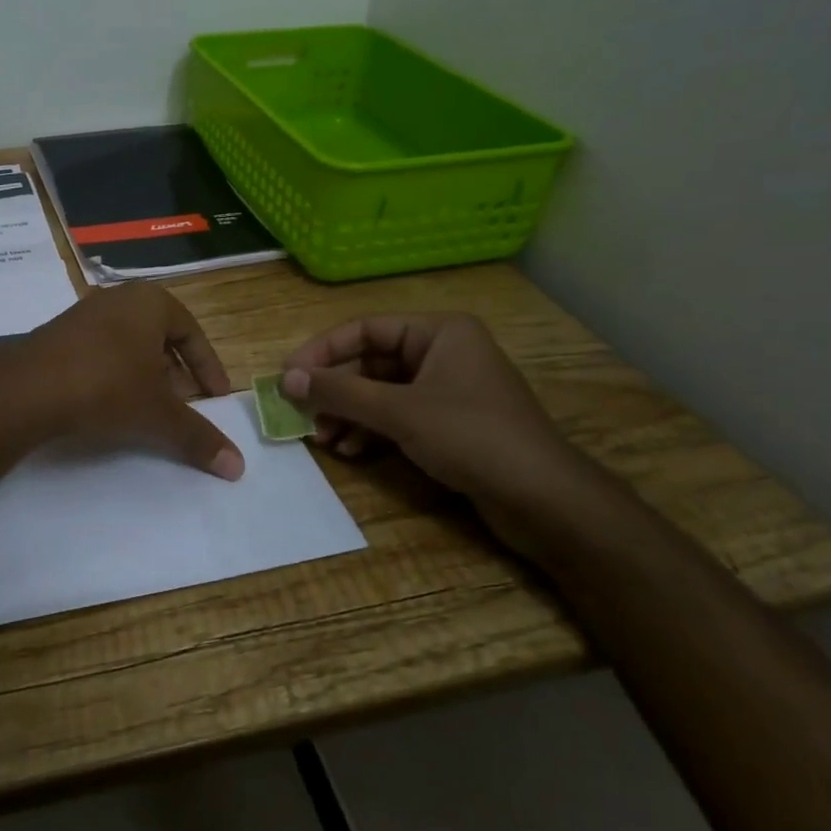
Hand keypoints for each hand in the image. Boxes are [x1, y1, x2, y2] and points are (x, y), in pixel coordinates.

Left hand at [0, 284, 244, 479]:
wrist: (25, 389)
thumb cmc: (106, 386)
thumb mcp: (158, 413)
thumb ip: (198, 436)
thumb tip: (239, 467)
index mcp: (150, 301)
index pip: (193, 333)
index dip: (208, 368)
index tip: (217, 398)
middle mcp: (118, 299)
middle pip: (160, 337)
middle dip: (176, 374)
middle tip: (185, 406)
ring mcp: (83, 314)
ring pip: (129, 346)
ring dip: (145, 377)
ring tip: (150, 411)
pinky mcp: (57, 335)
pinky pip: (100, 352)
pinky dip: (115, 376)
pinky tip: (110, 405)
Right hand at [280, 313, 593, 526]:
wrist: (545, 500)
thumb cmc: (472, 437)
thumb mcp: (399, 412)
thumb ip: (340, 392)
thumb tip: (285, 379)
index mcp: (439, 332)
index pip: (364, 329)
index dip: (321, 352)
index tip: (287, 378)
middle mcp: (442, 352)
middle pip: (370, 363)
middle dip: (335, 392)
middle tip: (302, 415)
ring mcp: (448, 389)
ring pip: (381, 393)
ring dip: (349, 414)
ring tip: (323, 440)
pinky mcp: (450, 423)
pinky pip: (398, 416)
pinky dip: (372, 430)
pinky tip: (351, 451)